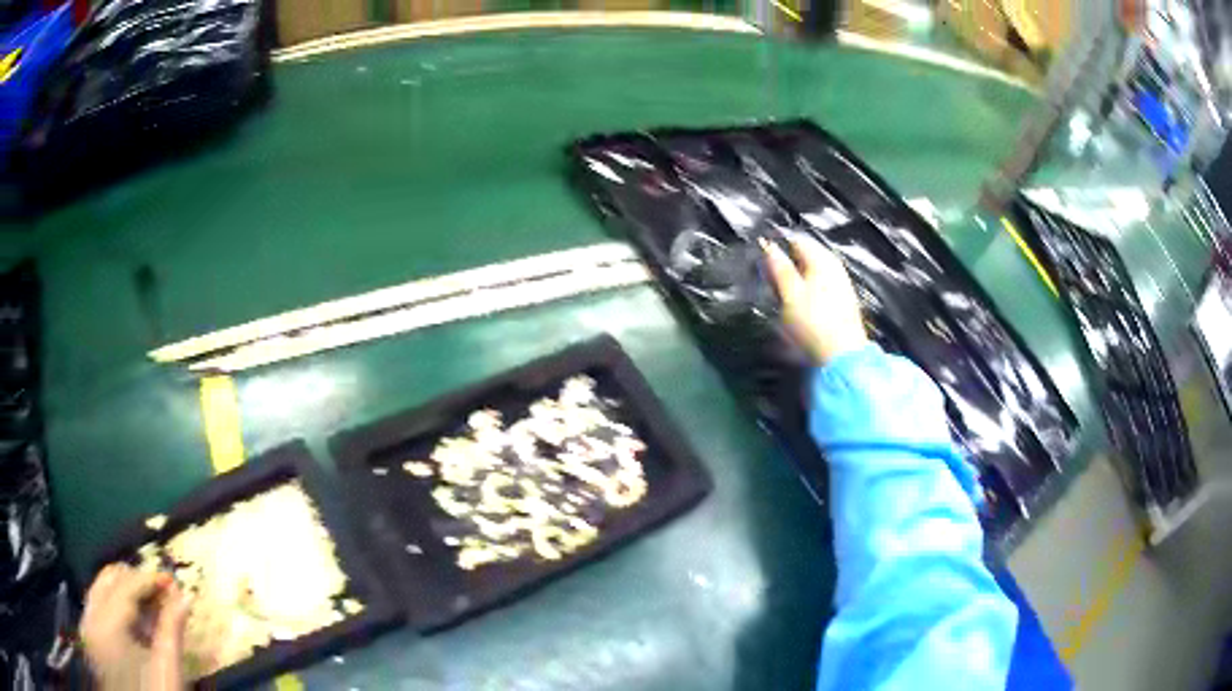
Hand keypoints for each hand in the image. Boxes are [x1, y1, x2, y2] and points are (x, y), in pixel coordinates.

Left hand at [82, 563, 190, 690]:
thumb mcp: (168, 670)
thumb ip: (172, 631)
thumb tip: (183, 597)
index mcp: (107, 624)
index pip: (126, 586)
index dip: (149, 579)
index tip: (172, 580)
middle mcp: (91, 615)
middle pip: (109, 579)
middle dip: (136, 581)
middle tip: (162, 592)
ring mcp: (87, 624)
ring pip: (101, 589)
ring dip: (126, 591)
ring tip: (151, 605)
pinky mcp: (90, 634)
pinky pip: (98, 605)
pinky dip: (116, 605)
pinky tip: (135, 622)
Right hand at [761, 234, 868, 364]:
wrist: (841, 357)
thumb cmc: (813, 323)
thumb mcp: (790, 294)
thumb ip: (779, 268)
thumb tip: (768, 245)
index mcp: (822, 260)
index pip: (796, 241)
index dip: (777, 248)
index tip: (761, 261)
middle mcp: (834, 268)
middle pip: (804, 258)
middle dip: (785, 266)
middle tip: (768, 281)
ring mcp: (840, 285)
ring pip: (811, 275)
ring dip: (793, 282)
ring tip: (779, 297)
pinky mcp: (841, 303)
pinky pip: (818, 289)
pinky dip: (804, 294)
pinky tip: (797, 308)